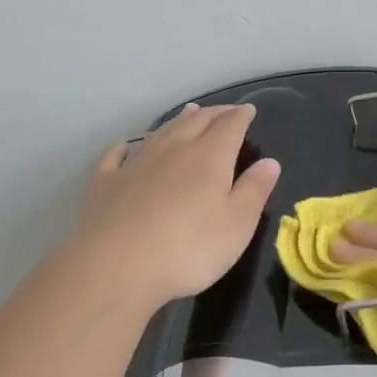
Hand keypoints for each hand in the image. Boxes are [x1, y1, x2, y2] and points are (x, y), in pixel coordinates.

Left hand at [76, 103, 281, 310]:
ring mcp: (136, 164)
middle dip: (213, 114)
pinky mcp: (106, 184)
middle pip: (195, 122)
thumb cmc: (189, 249)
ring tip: (188, 113)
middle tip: (224, 110)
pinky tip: (124, 146)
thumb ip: (254, 190)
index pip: (229, 126)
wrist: (117, 267)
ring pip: (160, 133)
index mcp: (209, 158)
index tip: (249, 110)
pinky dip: (123, 147)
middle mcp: (172, 151)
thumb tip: (270, 162)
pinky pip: (116, 156)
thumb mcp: (237, 225)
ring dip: (177, 121)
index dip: (241, 116)